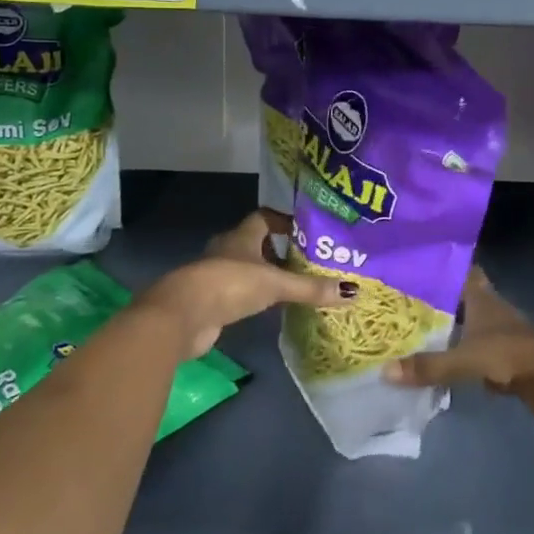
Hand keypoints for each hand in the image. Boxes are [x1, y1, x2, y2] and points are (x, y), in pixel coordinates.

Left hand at [139, 225, 350, 359]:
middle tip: (308, 261)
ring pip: (247, 268)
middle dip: (279, 250)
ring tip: (295, 285)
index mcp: (241, 236)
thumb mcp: (275, 284)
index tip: (306, 231)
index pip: (265, 218)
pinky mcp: (211, 301)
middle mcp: (228, 250)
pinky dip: (254, 296)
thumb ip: (310, 288)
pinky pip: (238, 293)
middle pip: (256, 243)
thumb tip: (352, 292)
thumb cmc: (229, 285)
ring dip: (266, 275)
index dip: (284, 221)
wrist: (182, 316)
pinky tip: (270, 308)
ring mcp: (216, 276)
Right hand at [384, 268, 533, 424]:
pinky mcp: (506, 363)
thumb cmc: (513, 354)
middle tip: (402, 304)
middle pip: (460, 302)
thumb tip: (385, 371)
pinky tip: (438, 368)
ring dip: (447, 333)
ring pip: (466, 330)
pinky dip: (459, 361)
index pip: (461, 272)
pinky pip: (475, 358)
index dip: (441, 266)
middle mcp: (490, 312)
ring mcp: (500, 338)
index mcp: (482, 299)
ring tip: (412, 336)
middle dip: (435, 303)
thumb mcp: (467, 358)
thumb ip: (429, 365)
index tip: (415, 263)